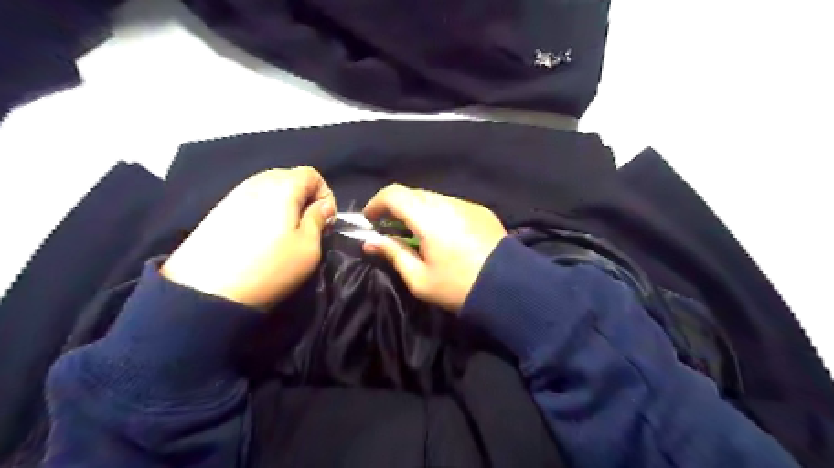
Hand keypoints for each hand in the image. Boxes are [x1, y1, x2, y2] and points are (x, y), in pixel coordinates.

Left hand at [159, 166, 334, 308]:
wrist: (207, 291)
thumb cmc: (269, 267)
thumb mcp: (308, 247)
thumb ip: (318, 219)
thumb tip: (323, 205)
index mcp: (283, 187)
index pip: (312, 174)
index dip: (325, 194)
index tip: (324, 220)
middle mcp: (257, 182)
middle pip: (290, 177)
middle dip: (305, 198)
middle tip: (306, 226)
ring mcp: (234, 194)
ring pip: (270, 188)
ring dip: (284, 205)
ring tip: (283, 233)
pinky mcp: (219, 209)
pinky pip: (251, 199)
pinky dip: (264, 210)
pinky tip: (260, 236)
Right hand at [363, 185, 504, 312]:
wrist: (510, 289)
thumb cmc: (459, 287)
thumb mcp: (420, 279)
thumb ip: (394, 254)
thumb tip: (371, 242)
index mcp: (429, 218)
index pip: (394, 194)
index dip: (377, 203)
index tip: (370, 220)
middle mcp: (448, 203)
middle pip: (413, 194)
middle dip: (396, 208)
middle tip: (390, 229)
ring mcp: (467, 205)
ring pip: (433, 198)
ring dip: (418, 210)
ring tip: (416, 234)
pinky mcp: (481, 211)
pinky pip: (452, 205)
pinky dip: (438, 213)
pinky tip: (443, 235)